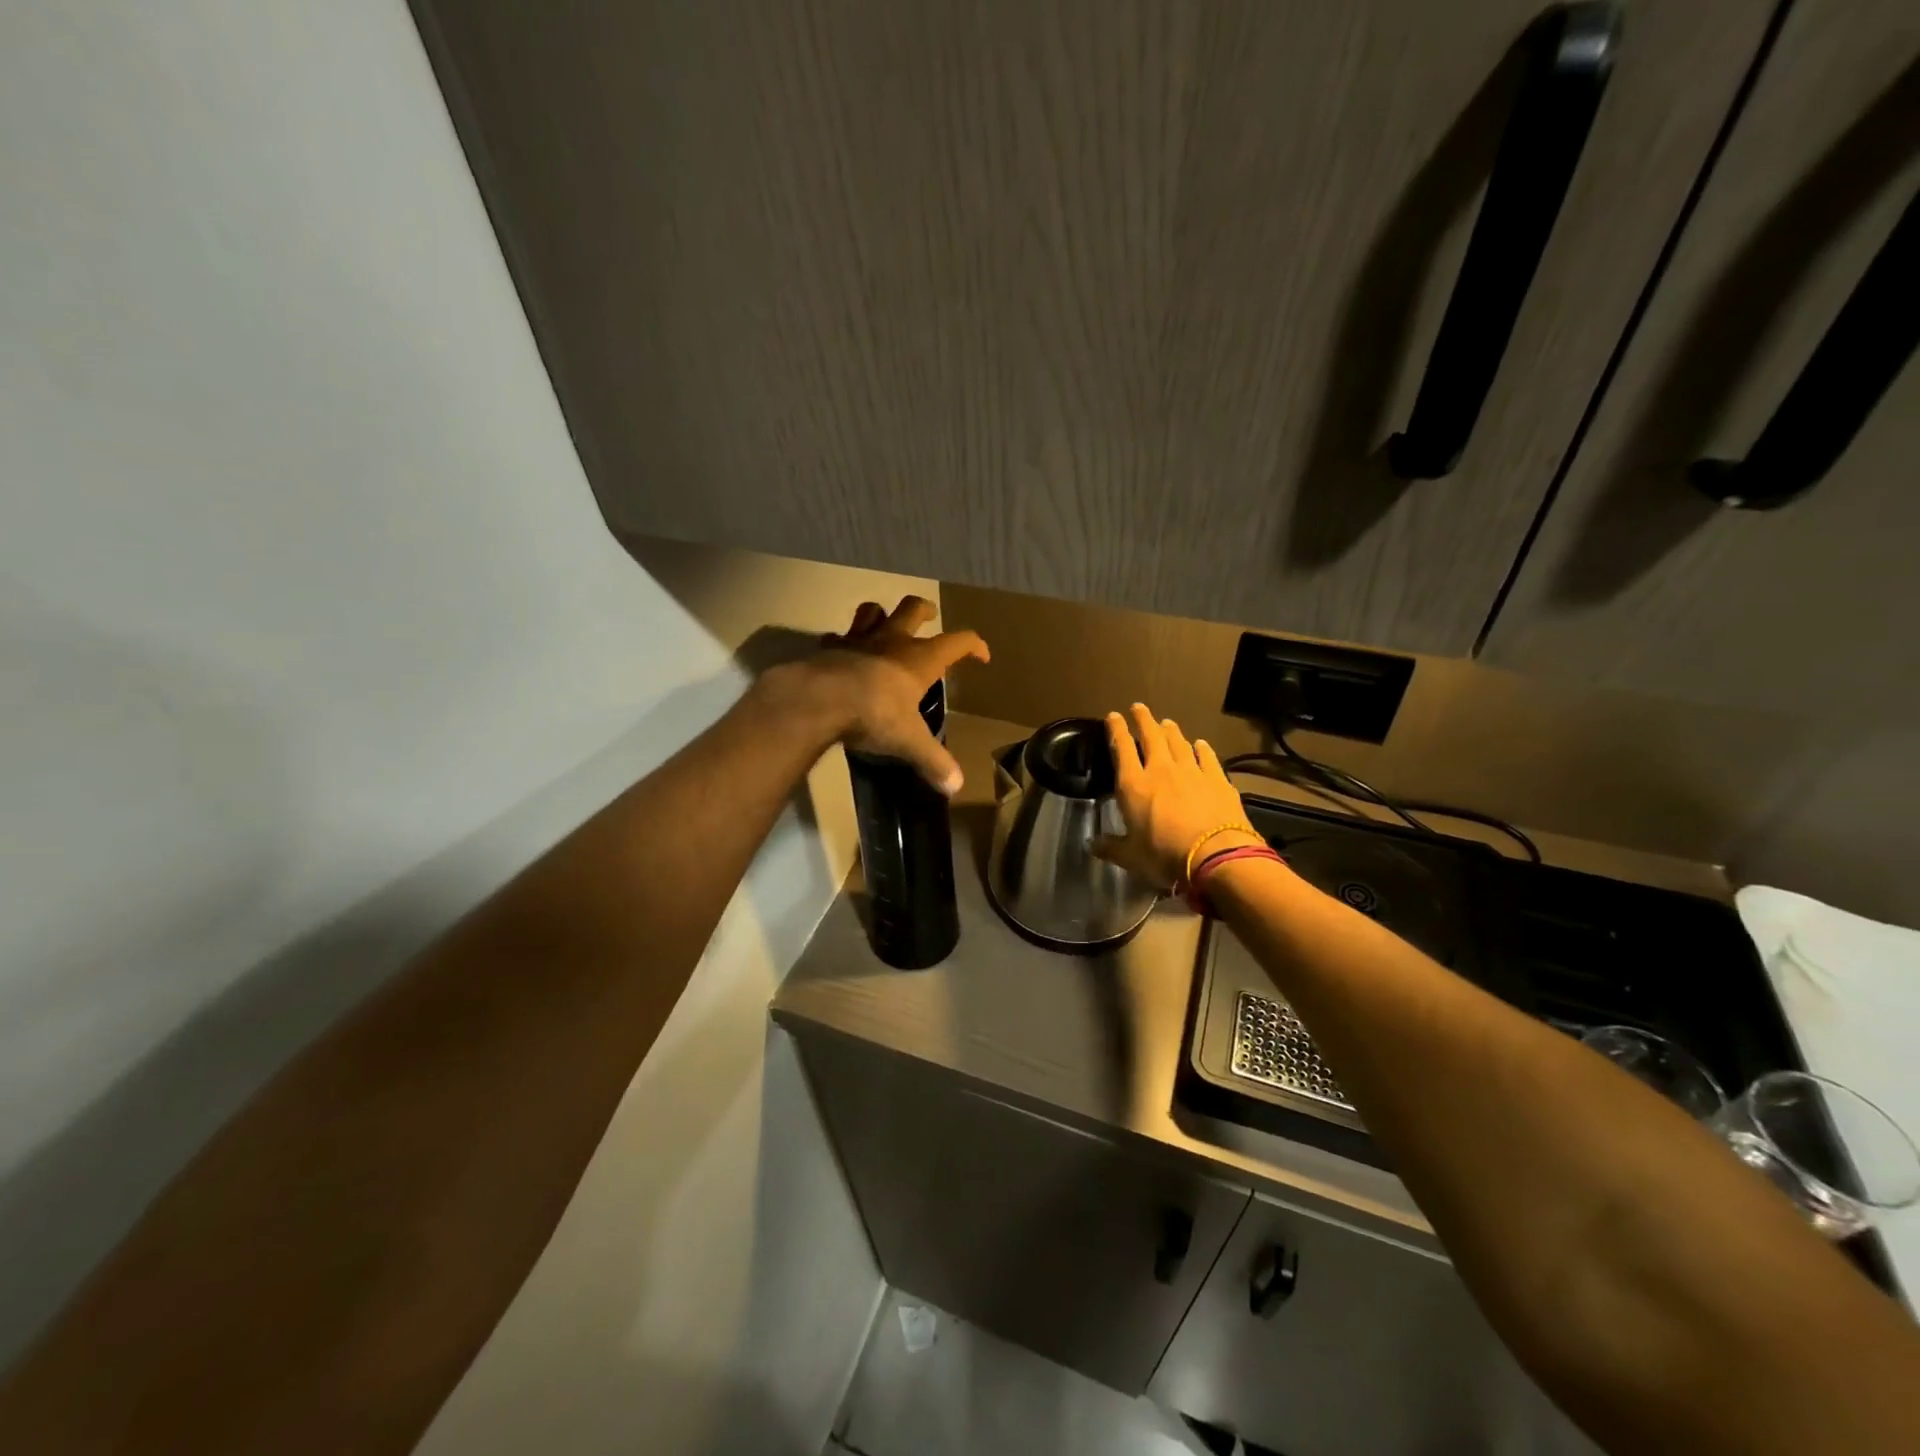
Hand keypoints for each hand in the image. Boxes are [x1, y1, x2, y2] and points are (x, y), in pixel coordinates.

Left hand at [788, 597, 989, 794]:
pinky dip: (842, 642)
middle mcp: (892, 641)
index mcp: (920, 659)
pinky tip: (842, 653)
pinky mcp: (828, 648)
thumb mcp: (910, 741)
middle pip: (912, 608)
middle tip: (929, 614)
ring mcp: (857, 640)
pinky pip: (836, 636)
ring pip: (872, 611)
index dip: (974, 645)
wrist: (820, 700)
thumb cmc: (875, 714)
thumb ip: (933, 761)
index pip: (957, 642)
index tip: (981, 655)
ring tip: (884, 624)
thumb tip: (956, 787)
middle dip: (924, 609)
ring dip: (881, 614)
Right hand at [1095, 703, 1260, 890]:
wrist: (1216, 856)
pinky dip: (1201, 749)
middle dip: (1143, 720)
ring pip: (1179, 743)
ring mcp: (1192, 772)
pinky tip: (1200, 744)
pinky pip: (1207, 757)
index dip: (1116, 730)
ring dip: (1171, 731)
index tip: (1113, 716)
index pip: (1121, 749)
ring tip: (1166, 722)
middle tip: (1139, 707)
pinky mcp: (1218, 780)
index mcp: (1133, 785)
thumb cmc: (1165, 856)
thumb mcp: (1131, 857)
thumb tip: (1091, 844)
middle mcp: (1161, 770)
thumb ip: (1111, 847)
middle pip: (1151, 736)